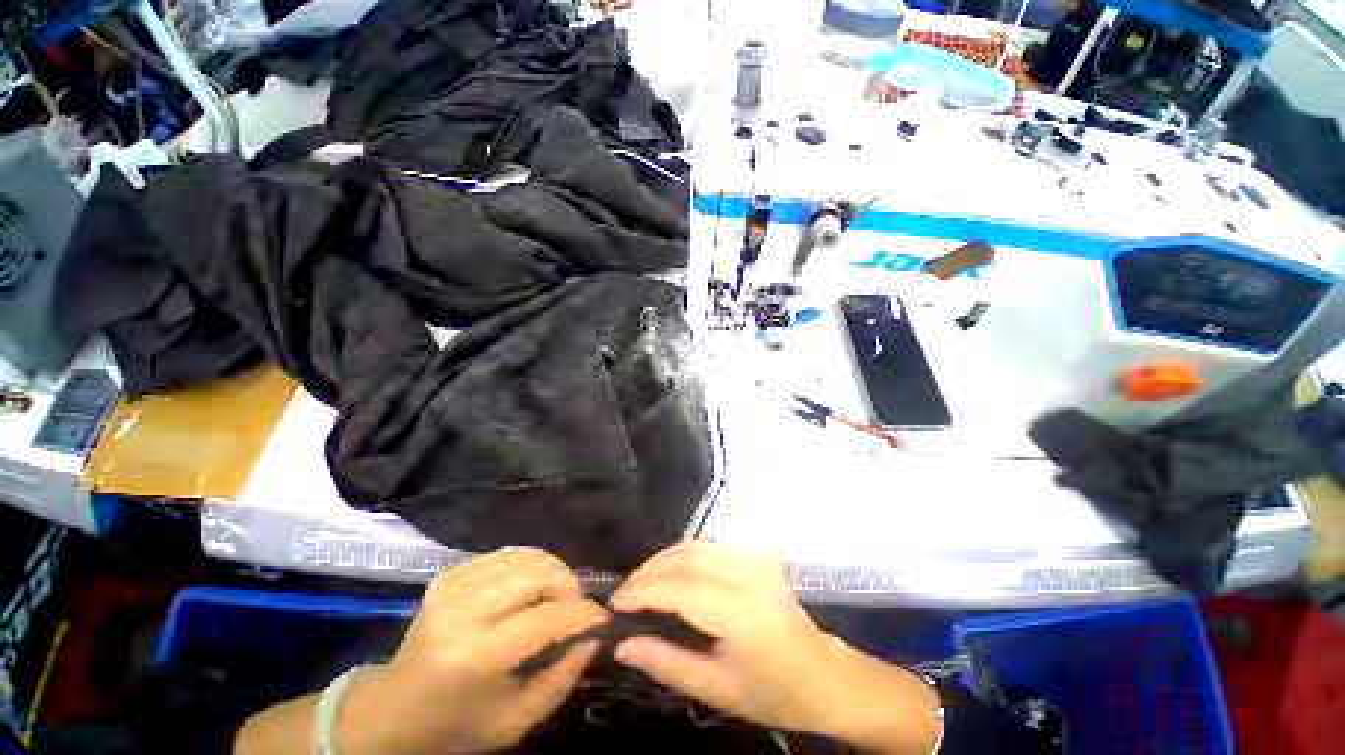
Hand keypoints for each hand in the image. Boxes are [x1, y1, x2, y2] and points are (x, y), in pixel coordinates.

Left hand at [342, 547, 609, 753]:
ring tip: (560, 595)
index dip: (582, 613)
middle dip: (570, 585)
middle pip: (538, 573)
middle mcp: (462, 611)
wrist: (392, 709)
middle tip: (578, 606)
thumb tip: (594, 636)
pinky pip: (508, 553)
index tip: (603, 617)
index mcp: (475, 656)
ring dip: (554, 572)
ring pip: (527, 556)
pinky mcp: (450, 573)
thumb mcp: (515, 721)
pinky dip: (532, 565)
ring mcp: (452, 585)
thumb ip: (562, 679)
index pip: (546, 617)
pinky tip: (533, 586)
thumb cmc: (456, 725)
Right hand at [609, 542, 940, 754]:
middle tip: (624, 597)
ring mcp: (754, 558)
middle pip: (684, 558)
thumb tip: (622, 645)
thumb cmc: (773, 692)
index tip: (614, 605)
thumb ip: (666, 663)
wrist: (823, 674)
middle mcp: (747, 574)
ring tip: (641, 586)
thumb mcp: (716, 690)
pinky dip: (682, 556)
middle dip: (647, 573)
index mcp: (740, 612)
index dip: (642, 591)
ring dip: (662, 561)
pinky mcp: (756, 554)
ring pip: (694, 545)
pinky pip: (709, 547)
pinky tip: (671, 574)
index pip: (679, 588)